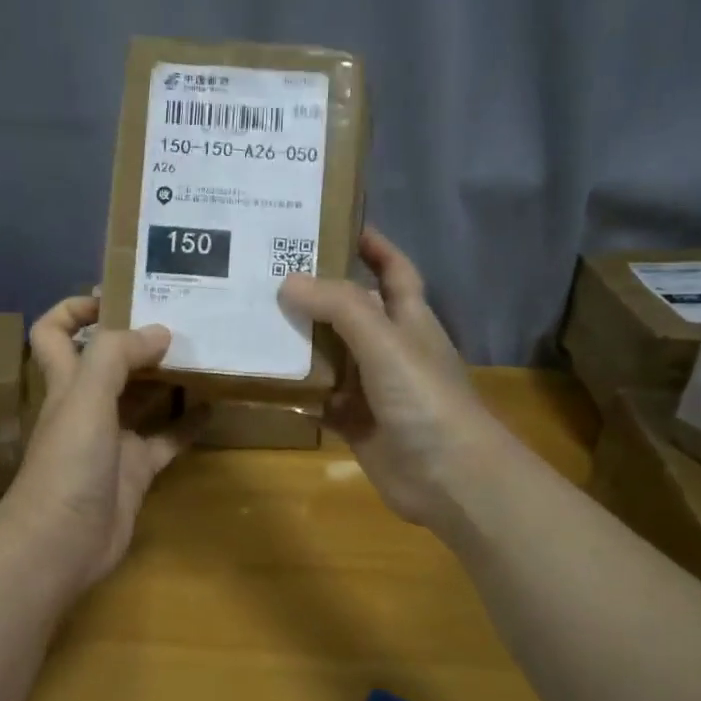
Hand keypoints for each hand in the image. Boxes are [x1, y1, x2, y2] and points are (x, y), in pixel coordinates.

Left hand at [0, 297, 194, 595]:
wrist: (62, 544)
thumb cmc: (67, 464)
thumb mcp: (85, 397)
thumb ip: (117, 356)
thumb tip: (159, 331)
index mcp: (65, 381)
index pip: (53, 331)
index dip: (75, 308)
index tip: (118, 294)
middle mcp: (86, 404)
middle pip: (107, 359)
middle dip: (137, 337)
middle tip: (181, 316)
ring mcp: (112, 439)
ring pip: (142, 397)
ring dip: (168, 377)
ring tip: (206, 351)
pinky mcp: (136, 470)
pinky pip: (167, 439)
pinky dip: (189, 424)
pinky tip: (217, 406)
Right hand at [279, 229, 509, 530]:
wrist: (449, 478)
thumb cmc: (425, 398)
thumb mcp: (385, 340)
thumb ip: (340, 308)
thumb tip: (288, 281)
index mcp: (408, 318)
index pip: (393, 268)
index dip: (371, 243)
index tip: (331, 222)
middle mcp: (390, 347)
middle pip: (350, 310)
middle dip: (315, 292)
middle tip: (266, 273)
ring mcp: (372, 388)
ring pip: (330, 355)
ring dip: (299, 342)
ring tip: (252, 319)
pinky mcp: (356, 422)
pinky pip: (319, 399)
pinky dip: (296, 392)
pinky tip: (263, 381)